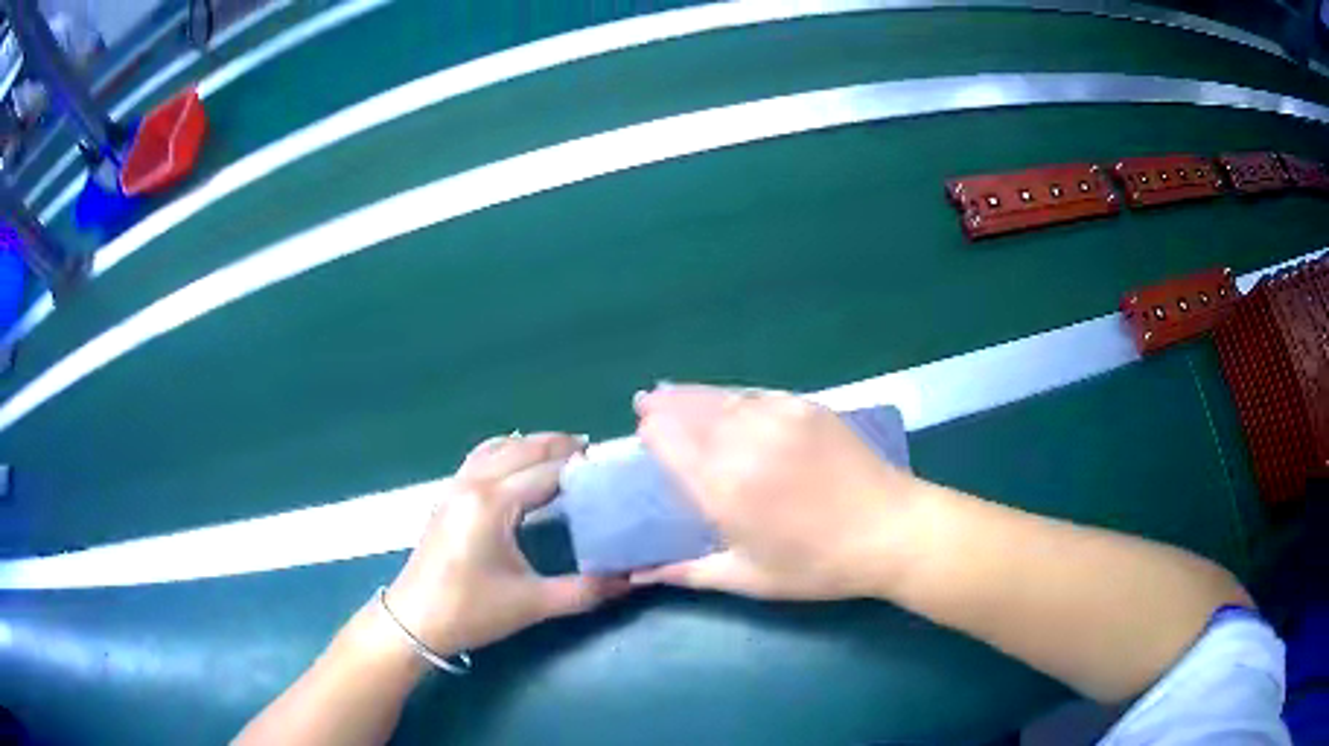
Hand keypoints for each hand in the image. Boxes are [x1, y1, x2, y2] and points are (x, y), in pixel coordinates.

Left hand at [385, 432, 629, 654]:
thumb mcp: (533, 604)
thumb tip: (631, 580)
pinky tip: (520, 466)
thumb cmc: (471, 611)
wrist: (414, 621)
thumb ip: (585, 590)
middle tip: (595, 454)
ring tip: (563, 454)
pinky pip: (481, 457)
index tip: (611, 469)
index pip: (546, 472)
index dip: (580, 468)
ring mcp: (455, 486)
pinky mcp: (447, 496)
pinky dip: (507, 451)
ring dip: (532, 445)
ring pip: (498, 448)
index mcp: (493, 503)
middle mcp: (473, 484)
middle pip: (522, 449)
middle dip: (559, 446)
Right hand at [631, 384, 922, 599]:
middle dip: (663, 407)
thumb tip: (637, 573)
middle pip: (688, 411)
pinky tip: (725, 400)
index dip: (652, 433)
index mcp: (722, 487)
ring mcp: (777, 417)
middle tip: (646, 404)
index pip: (669, 442)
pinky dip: (731, 395)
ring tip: (671, 393)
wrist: (890, 531)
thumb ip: (687, 572)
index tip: (642, 433)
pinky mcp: (805, 406)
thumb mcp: (749, 578)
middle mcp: (742, 442)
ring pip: (719, 397)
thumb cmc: (817, 565)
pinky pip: (755, 394)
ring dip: (691, 394)